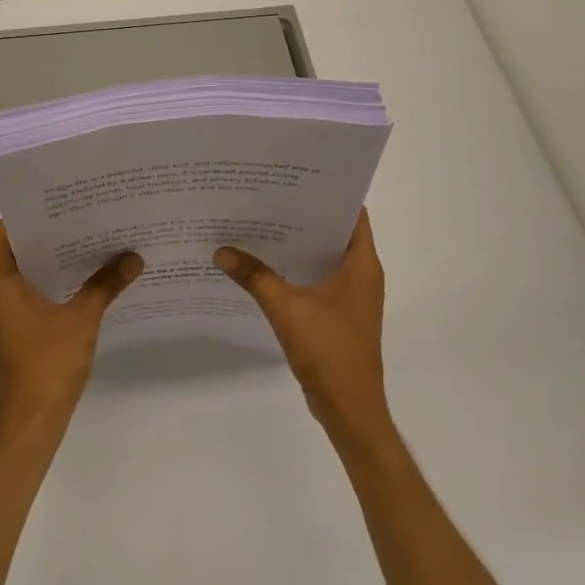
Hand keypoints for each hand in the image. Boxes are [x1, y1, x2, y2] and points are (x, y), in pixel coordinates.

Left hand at [0, 221, 142, 439]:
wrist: (32, 422)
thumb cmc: (48, 364)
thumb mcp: (82, 319)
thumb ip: (106, 285)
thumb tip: (133, 257)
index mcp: (1, 285)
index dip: (23, 217)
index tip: (55, 207)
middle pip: (16, 252)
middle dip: (48, 236)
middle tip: (82, 220)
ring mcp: (6, 317)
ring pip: (26, 276)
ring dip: (53, 263)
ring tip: (89, 246)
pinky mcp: (18, 334)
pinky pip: (33, 297)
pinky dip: (54, 287)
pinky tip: (86, 285)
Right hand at [215, 210, 389, 442]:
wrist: (349, 408)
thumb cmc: (329, 350)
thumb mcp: (286, 308)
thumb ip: (254, 276)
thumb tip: (221, 250)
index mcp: (362, 264)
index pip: (352, 213)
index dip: (328, 193)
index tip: (296, 177)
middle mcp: (363, 274)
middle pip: (335, 233)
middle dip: (303, 215)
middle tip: (267, 196)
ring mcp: (352, 296)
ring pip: (324, 258)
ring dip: (298, 244)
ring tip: (261, 224)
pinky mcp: (340, 315)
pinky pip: (318, 280)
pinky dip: (297, 270)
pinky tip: (266, 266)